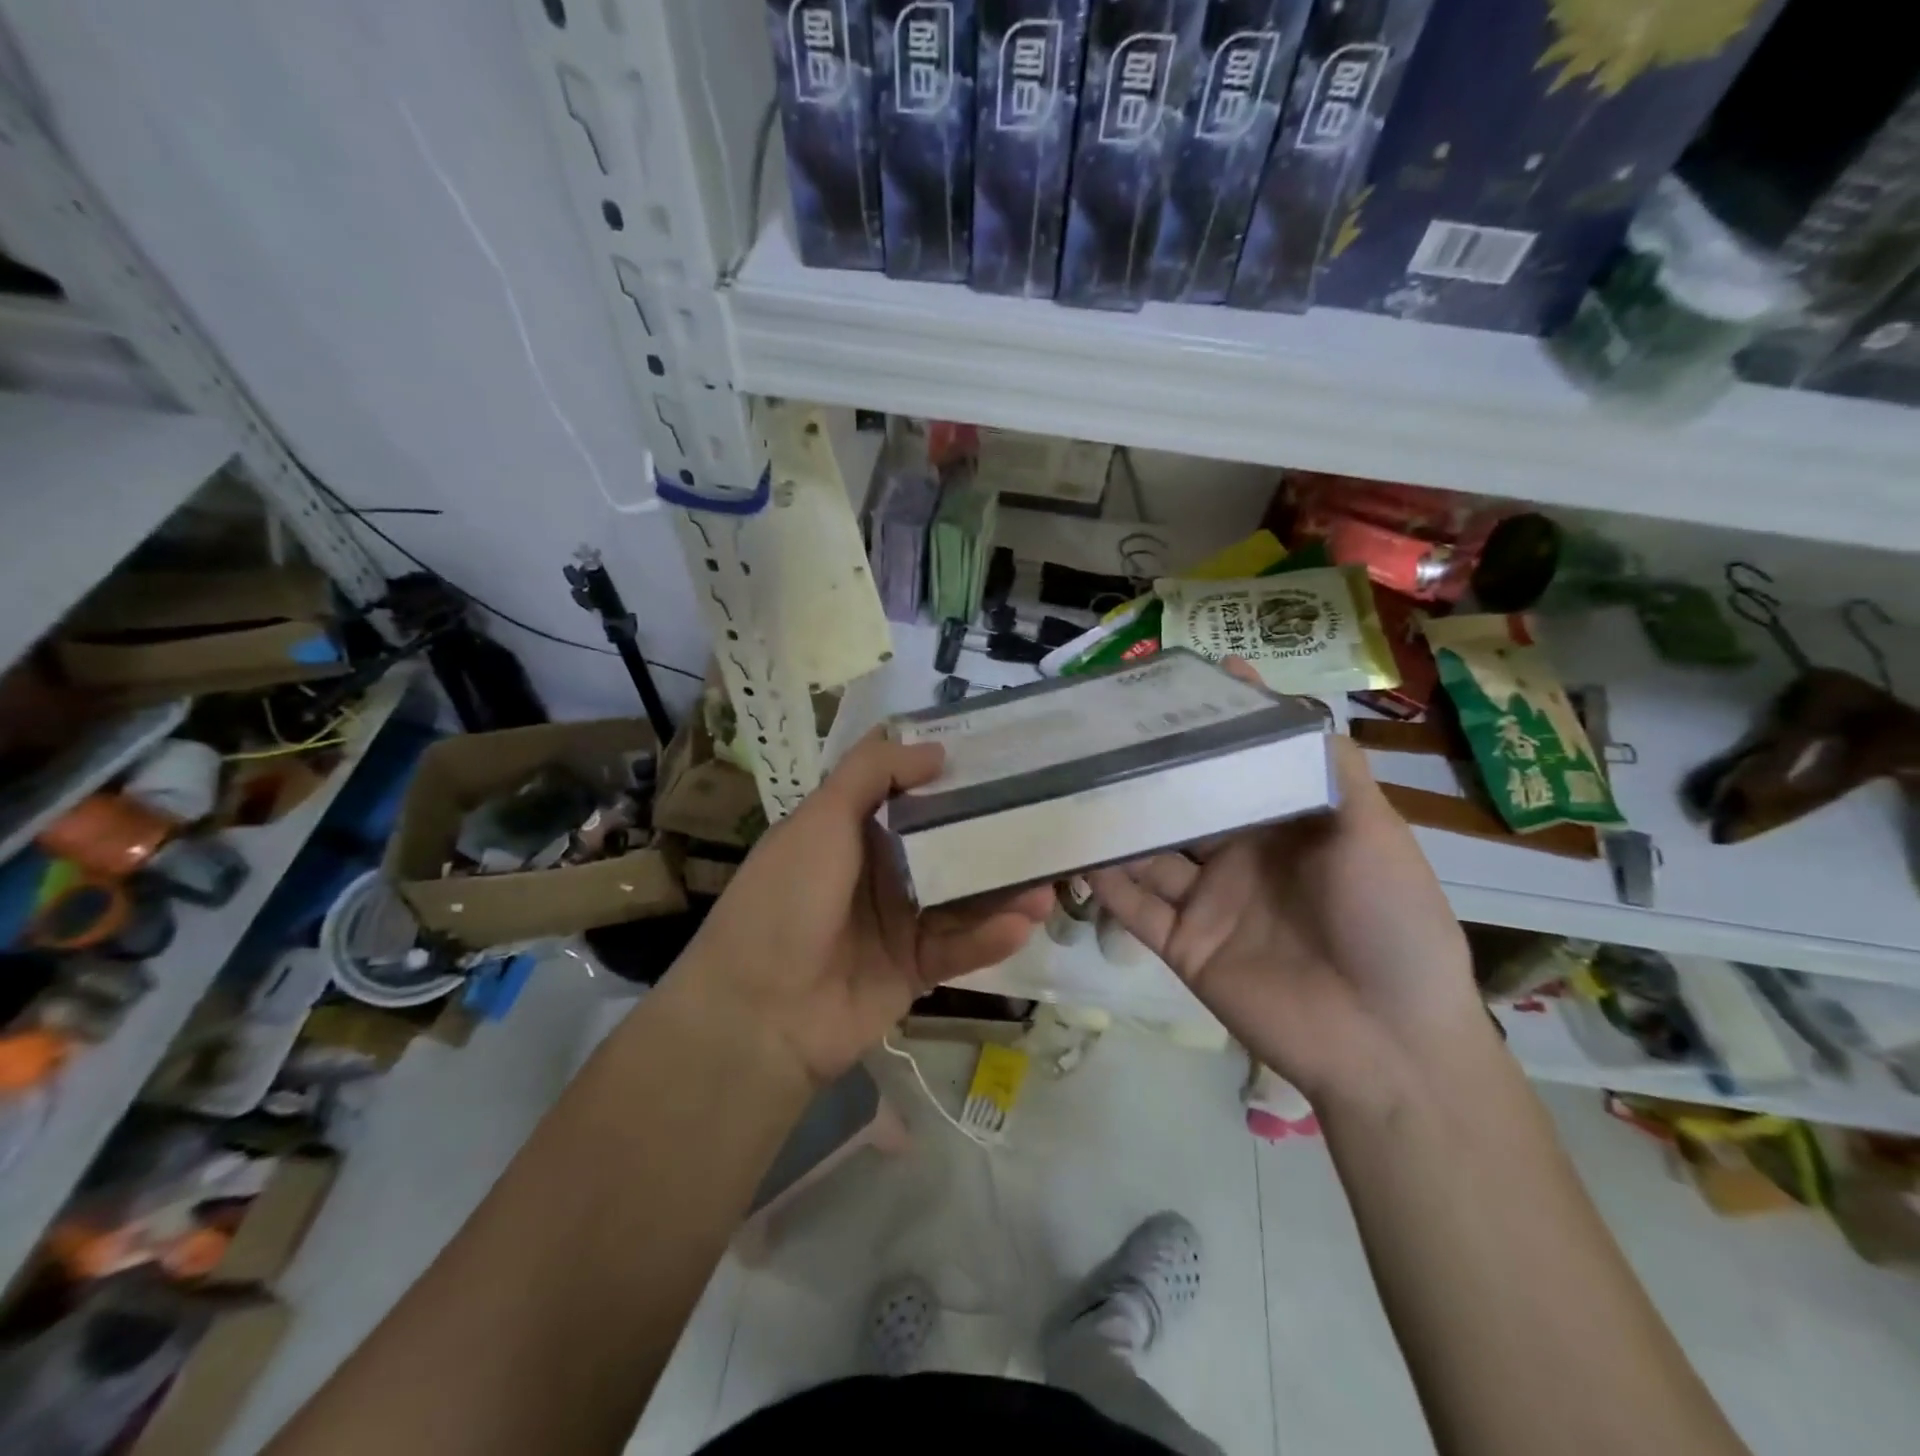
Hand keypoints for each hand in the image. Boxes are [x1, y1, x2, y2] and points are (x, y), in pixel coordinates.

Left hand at [672, 730, 1053, 1087]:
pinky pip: (959, 946)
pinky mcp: (913, 968)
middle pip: (945, 843)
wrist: (758, 1015)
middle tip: (1047, 820)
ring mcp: (897, 921)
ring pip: (962, 897)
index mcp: (851, 829)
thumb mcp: (820, 819)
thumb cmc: (786, 900)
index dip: (949, 772)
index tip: (1000, 754)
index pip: (909, 790)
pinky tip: (1024, 924)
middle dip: (993, 833)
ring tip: (1049, 882)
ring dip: (1003, 890)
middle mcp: (878, 870)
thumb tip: (935, 749)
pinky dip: (990, 936)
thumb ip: (873, 773)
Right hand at [1087, 662, 1484, 1106]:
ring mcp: (1208, 901)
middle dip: (1147, 771)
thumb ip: (1330, 768)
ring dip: (1116, 822)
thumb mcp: (1375, 832)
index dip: (1208, 728)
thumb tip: (1286, 702)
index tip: (1171, 684)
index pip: (1236, 764)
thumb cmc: (1390, 922)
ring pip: (1148, 852)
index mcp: (1284, 824)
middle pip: (1183, 804)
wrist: (1388, 1042)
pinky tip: (1075, 848)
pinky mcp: (1183, 944)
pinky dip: (1104, 880)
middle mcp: (1240, 855)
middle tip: (1099, 730)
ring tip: (1071, 781)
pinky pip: (1134, 906)